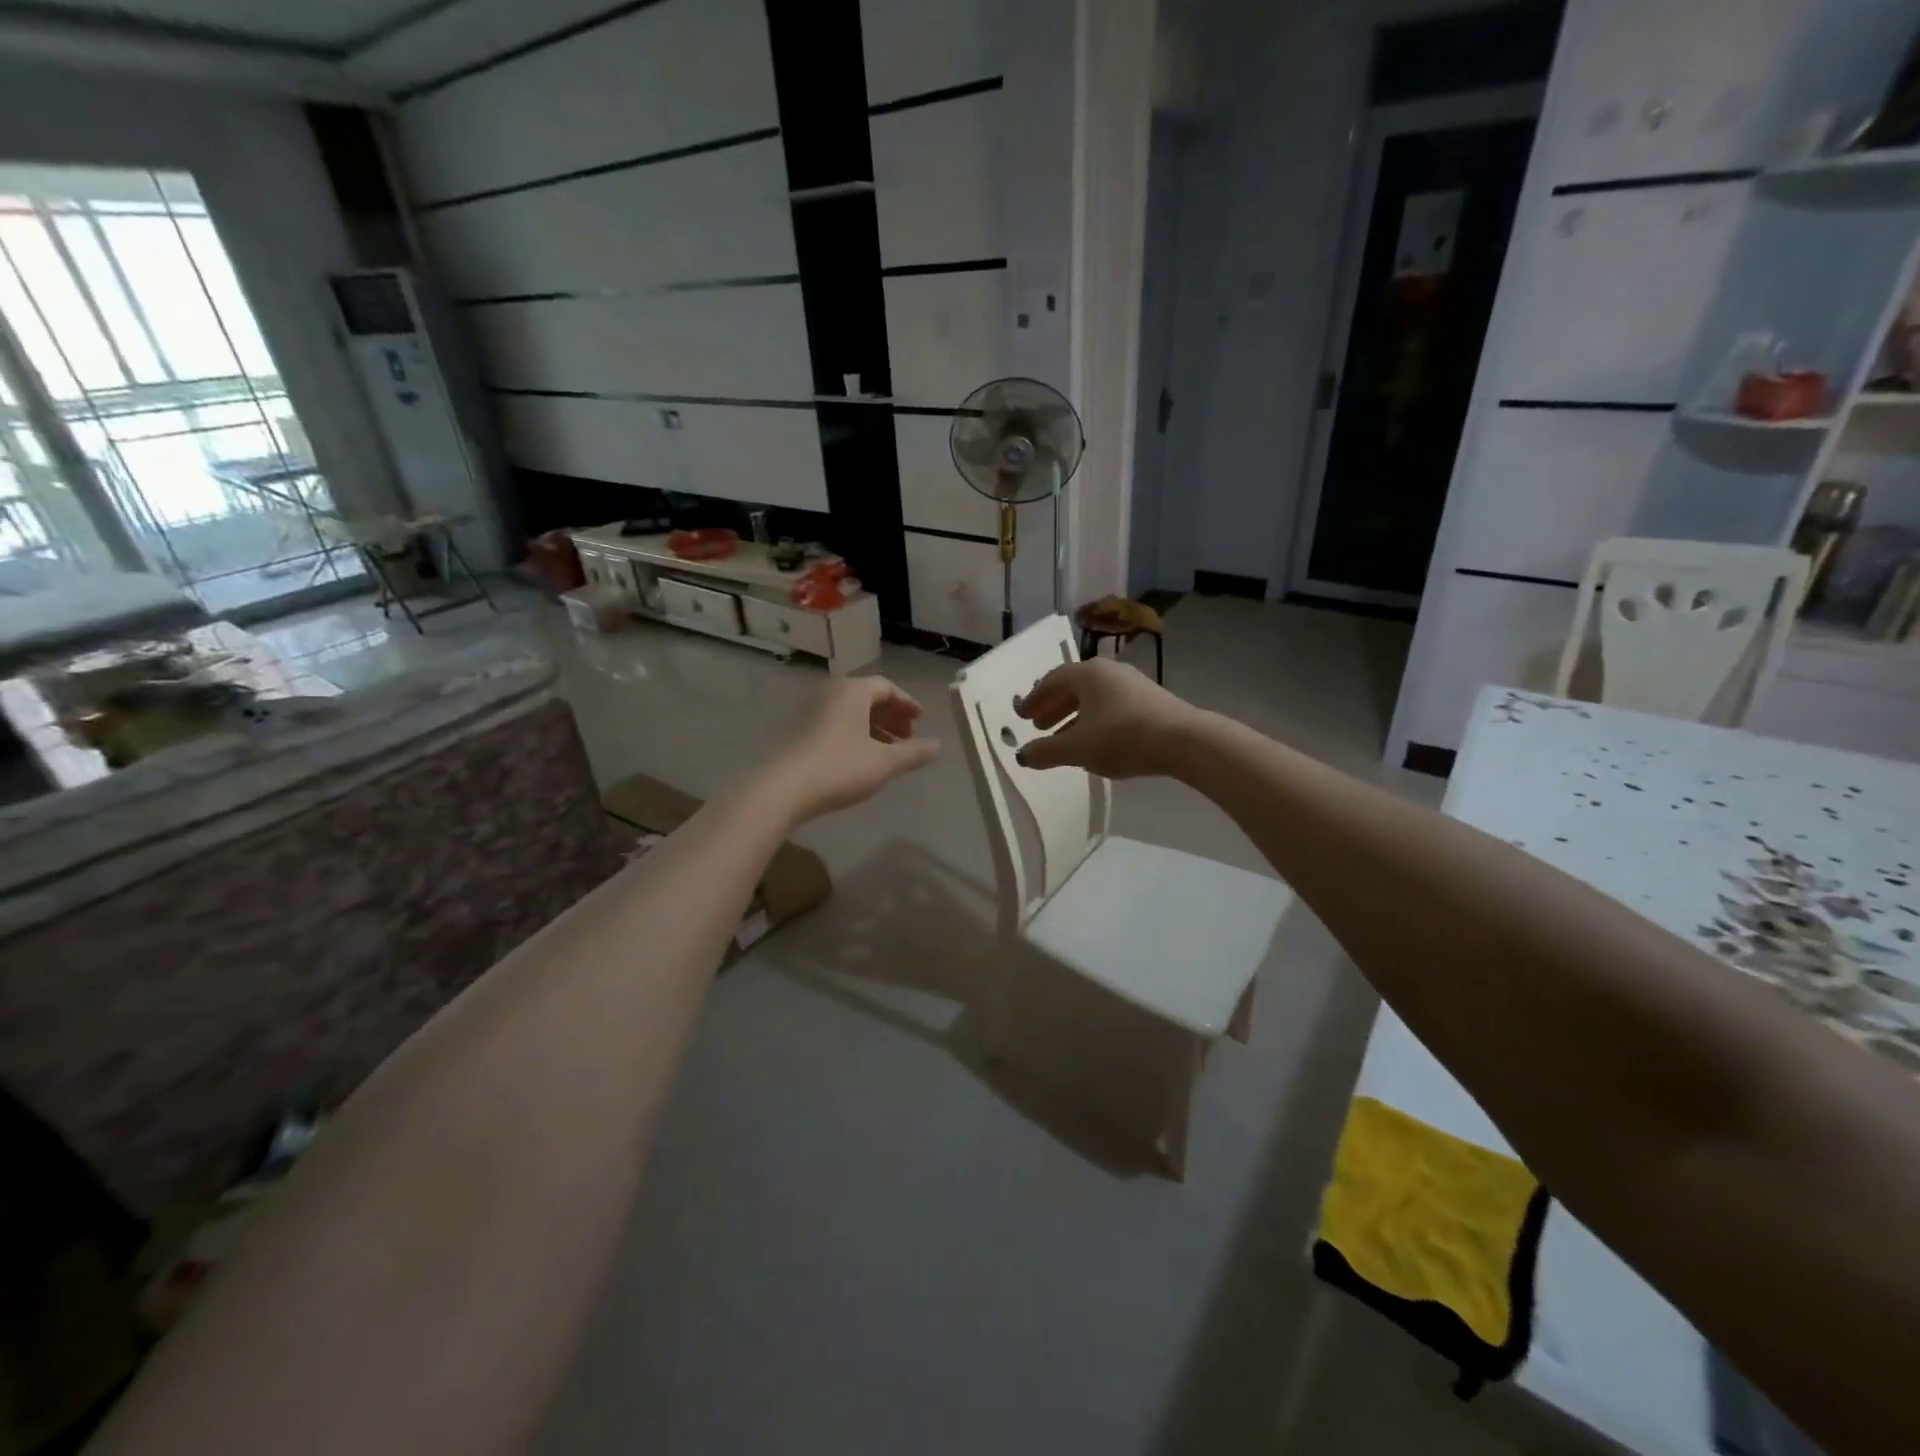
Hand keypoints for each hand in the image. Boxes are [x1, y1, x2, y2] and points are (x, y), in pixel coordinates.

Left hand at [762, 676, 939, 823]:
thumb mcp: (885, 762)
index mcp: (852, 691)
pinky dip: (855, 737)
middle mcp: (830, 694)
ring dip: (874, 730)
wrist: (783, 788)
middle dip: (891, 717)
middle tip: (909, 738)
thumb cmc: (840, 767)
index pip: (885, 687)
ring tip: (889, 754)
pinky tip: (862, 761)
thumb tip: (938, 745)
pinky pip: (835, 727)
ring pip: (851, 715)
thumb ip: (914, 752)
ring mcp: (810, 713)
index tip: (920, 720)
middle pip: (867, 699)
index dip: (906, 703)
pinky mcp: (798, 734)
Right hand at [1014, 659, 1198, 778]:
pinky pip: (1113, 708)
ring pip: (1095, 699)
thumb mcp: (1077, 748)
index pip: (1052, 681)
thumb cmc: (1122, 737)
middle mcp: (1110, 672)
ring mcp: (1134, 685)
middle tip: (1039, 726)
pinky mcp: (1152, 702)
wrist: (1183, 740)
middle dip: (1054, 708)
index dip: (1034, 700)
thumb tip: (1022, 756)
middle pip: (1074, 688)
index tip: (1022, 716)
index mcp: (1088, 674)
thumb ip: (1046, 752)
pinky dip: (1096, 722)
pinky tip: (1097, 744)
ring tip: (1065, 740)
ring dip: (1075, 717)